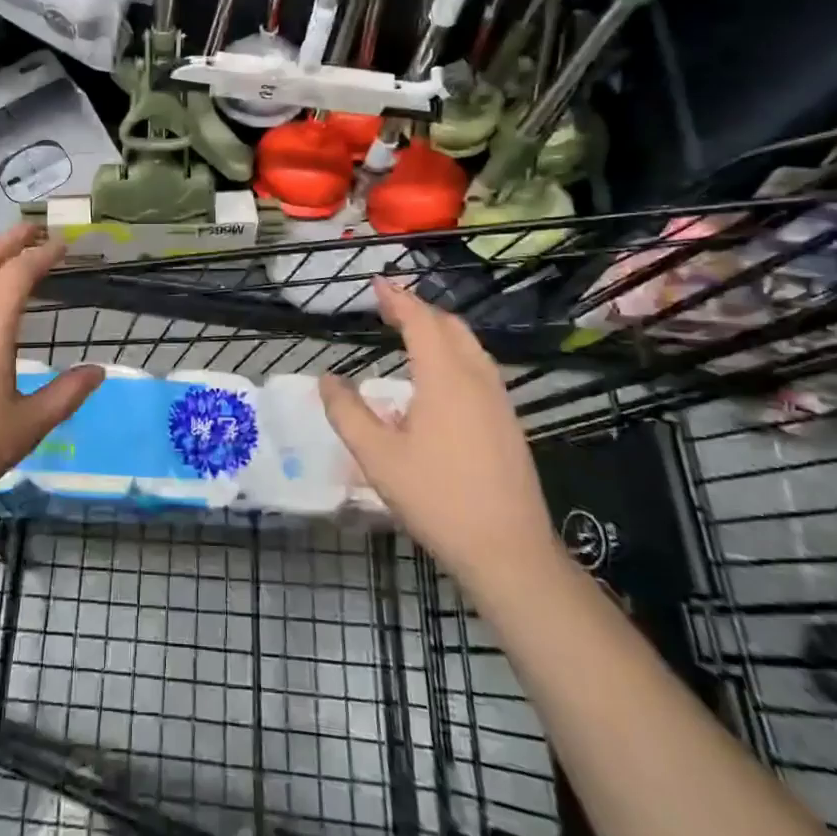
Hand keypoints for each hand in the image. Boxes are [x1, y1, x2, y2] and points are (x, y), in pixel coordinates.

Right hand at [319, 280, 560, 591]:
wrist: (508, 551)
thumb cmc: (437, 499)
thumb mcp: (378, 458)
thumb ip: (348, 413)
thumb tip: (327, 379)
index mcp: (445, 379)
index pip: (421, 321)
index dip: (398, 299)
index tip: (376, 283)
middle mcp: (477, 379)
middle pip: (451, 326)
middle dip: (419, 309)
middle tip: (388, 306)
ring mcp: (499, 401)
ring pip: (471, 346)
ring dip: (440, 329)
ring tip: (411, 332)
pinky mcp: (509, 422)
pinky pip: (480, 368)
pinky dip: (454, 352)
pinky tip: (439, 377)